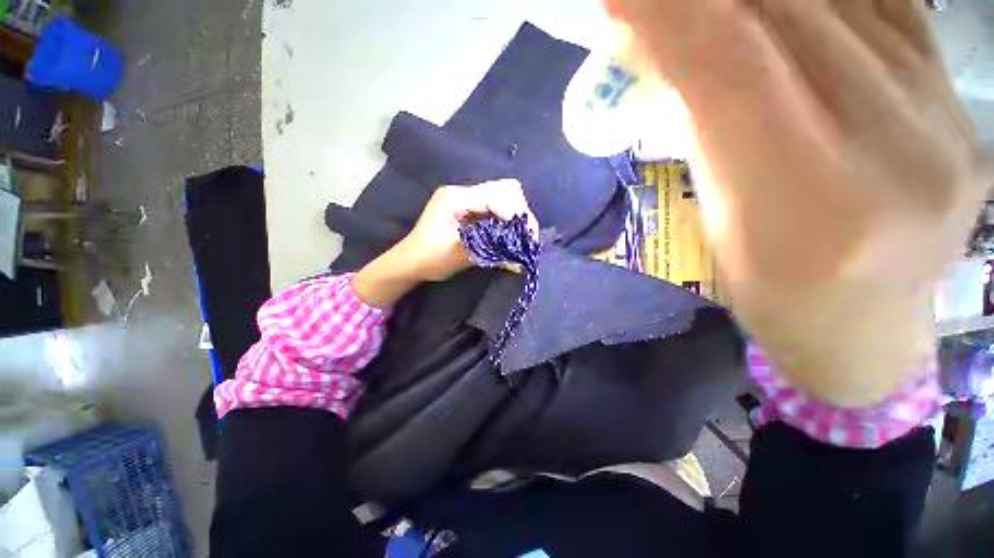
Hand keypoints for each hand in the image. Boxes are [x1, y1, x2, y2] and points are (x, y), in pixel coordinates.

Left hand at [353, 180, 536, 306]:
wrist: (409, 262)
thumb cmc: (428, 258)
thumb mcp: (460, 255)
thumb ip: (492, 253)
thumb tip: (521, 261)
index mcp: (456, 197)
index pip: (496, 195)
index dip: (514, 214)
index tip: (526, 237)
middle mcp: (463, 192)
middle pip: (505, 189)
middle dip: (520, 212)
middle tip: (527, 237)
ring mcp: (467, 199)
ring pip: (504, 197)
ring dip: (516, 216)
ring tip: (522, 238)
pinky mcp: (471, 209)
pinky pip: (497, 208)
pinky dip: (508, 221)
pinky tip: (511, 236)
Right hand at [607, 0, 984, 404]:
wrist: (864, 323)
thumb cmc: (771, 292)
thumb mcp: (718, 227)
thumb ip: (706, 137)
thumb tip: (672, 58)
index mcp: (808, 208)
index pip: (733, 78)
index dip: (672, 21)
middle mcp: (894, 153)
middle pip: (790, 21)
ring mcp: (943, 123)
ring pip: (841, 4)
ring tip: (714, 4)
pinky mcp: (958, 107)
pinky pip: (889, 11)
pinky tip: (786, 5)